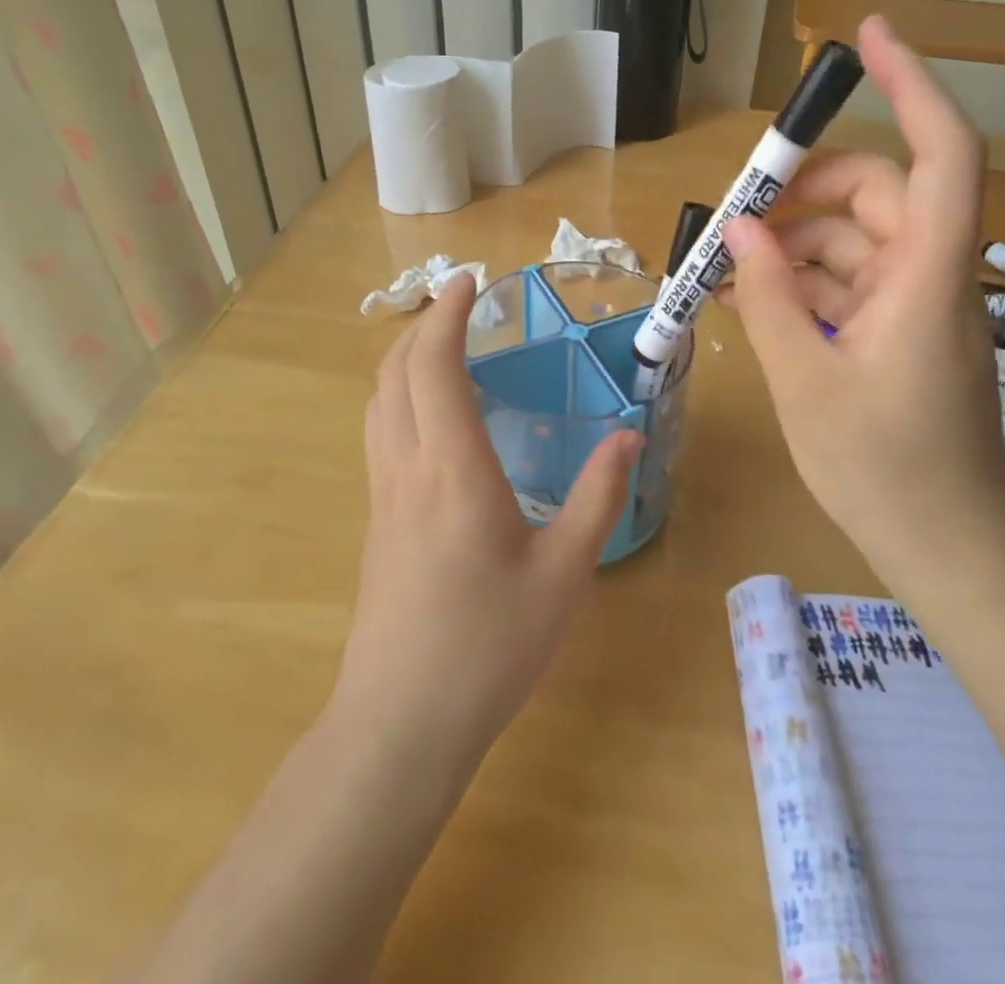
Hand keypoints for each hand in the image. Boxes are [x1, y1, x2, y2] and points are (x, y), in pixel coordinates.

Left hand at [335, 274, 641, 762]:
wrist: (399, 722)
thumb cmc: (488, 647)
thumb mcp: (563, 574)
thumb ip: (598, 498)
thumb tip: (629, 438)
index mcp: (453, 469)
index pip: (435, 365)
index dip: (448, 314)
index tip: (469, 281)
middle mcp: (407, 466)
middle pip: (396, 370)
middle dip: (424, 322)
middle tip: (462, 303)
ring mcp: (382, 492)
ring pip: (379, 399)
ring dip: (405, 356)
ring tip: (445, 344)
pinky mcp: (375, 517)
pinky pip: (380, 430)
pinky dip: (400, 393)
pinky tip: (432, 413)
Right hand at [721, 16, 1004, 582]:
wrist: (945, 548)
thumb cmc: (883, 471)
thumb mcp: (805, 382)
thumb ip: (769, 300)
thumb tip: (740, 235)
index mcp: (927, 278)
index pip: (941, 154)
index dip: (912, 83)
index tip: (865, 36)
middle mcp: (931, 275)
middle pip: (876, 193)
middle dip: (803, 192)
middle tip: (737, 216)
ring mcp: (917, 303)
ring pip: (853, 239)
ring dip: (791, 246)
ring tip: (727, 273)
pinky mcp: (901, 329)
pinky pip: (848, 282)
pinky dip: (802, 283)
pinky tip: (752, 303)